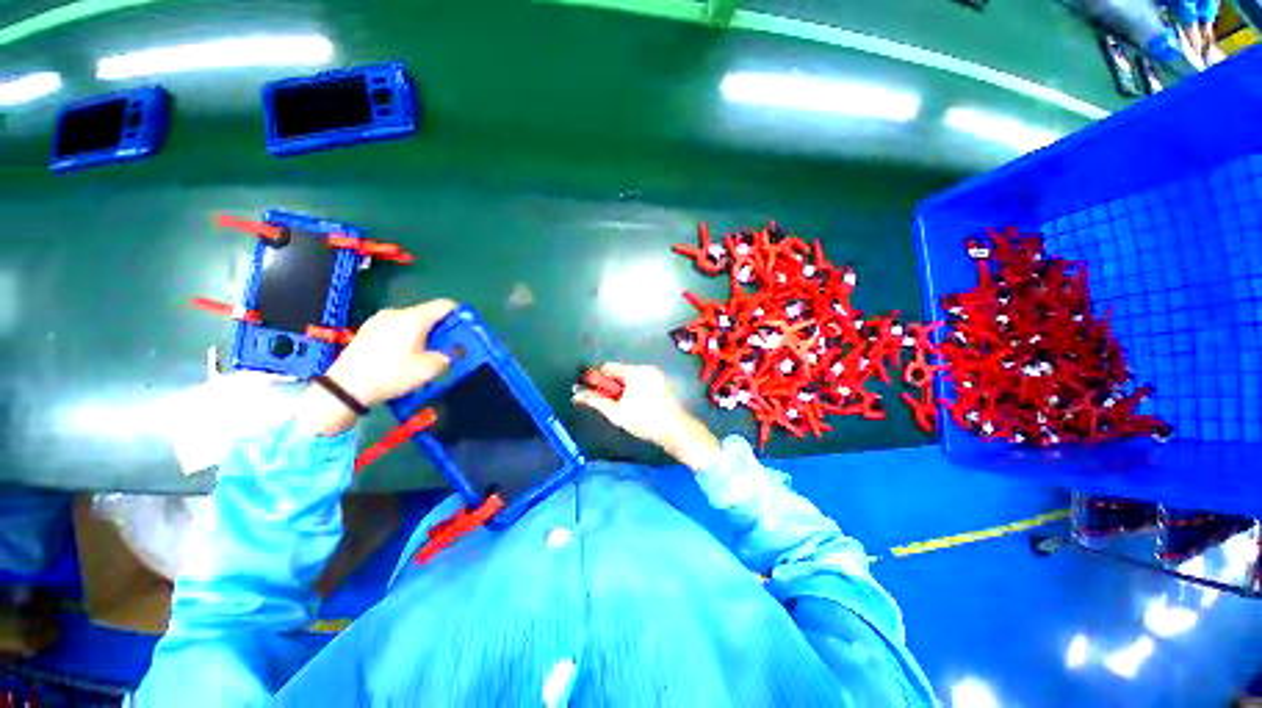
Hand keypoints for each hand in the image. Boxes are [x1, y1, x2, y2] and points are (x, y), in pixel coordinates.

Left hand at [297, 299, 455, 434]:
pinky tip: (404, 354)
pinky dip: (407, 336)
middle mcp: (397, 313)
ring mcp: (379, 320)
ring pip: (411, 321)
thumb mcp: (428, 369)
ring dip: (423, 333)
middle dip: (441, 327)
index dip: (459, 314)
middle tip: (448, 345)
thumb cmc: (391, 374)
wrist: (345, 387)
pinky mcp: (367, 330)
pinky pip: (396, 327)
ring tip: (426, 352)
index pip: (444, 305)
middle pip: (427, 313)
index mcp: (414, 318)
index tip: (465, 329)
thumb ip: (445, 357)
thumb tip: (447, 354)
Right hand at [573, 363, 719, 471]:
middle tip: (599, 400)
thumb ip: (595, 401)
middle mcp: (646, 369)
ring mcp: (656, 376)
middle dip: (608, 385)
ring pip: (630, 379)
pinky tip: (630, 406)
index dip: (595, 377)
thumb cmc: (645, 420)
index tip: (585, 387)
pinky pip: (641, 384)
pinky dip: (631, 391)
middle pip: (619, 373)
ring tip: (615, 406)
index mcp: (635, 371)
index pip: (608, 367)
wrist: (676, 431)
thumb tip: (576, 394)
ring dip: (620, 389)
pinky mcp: (662, 385)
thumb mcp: (616, 412)